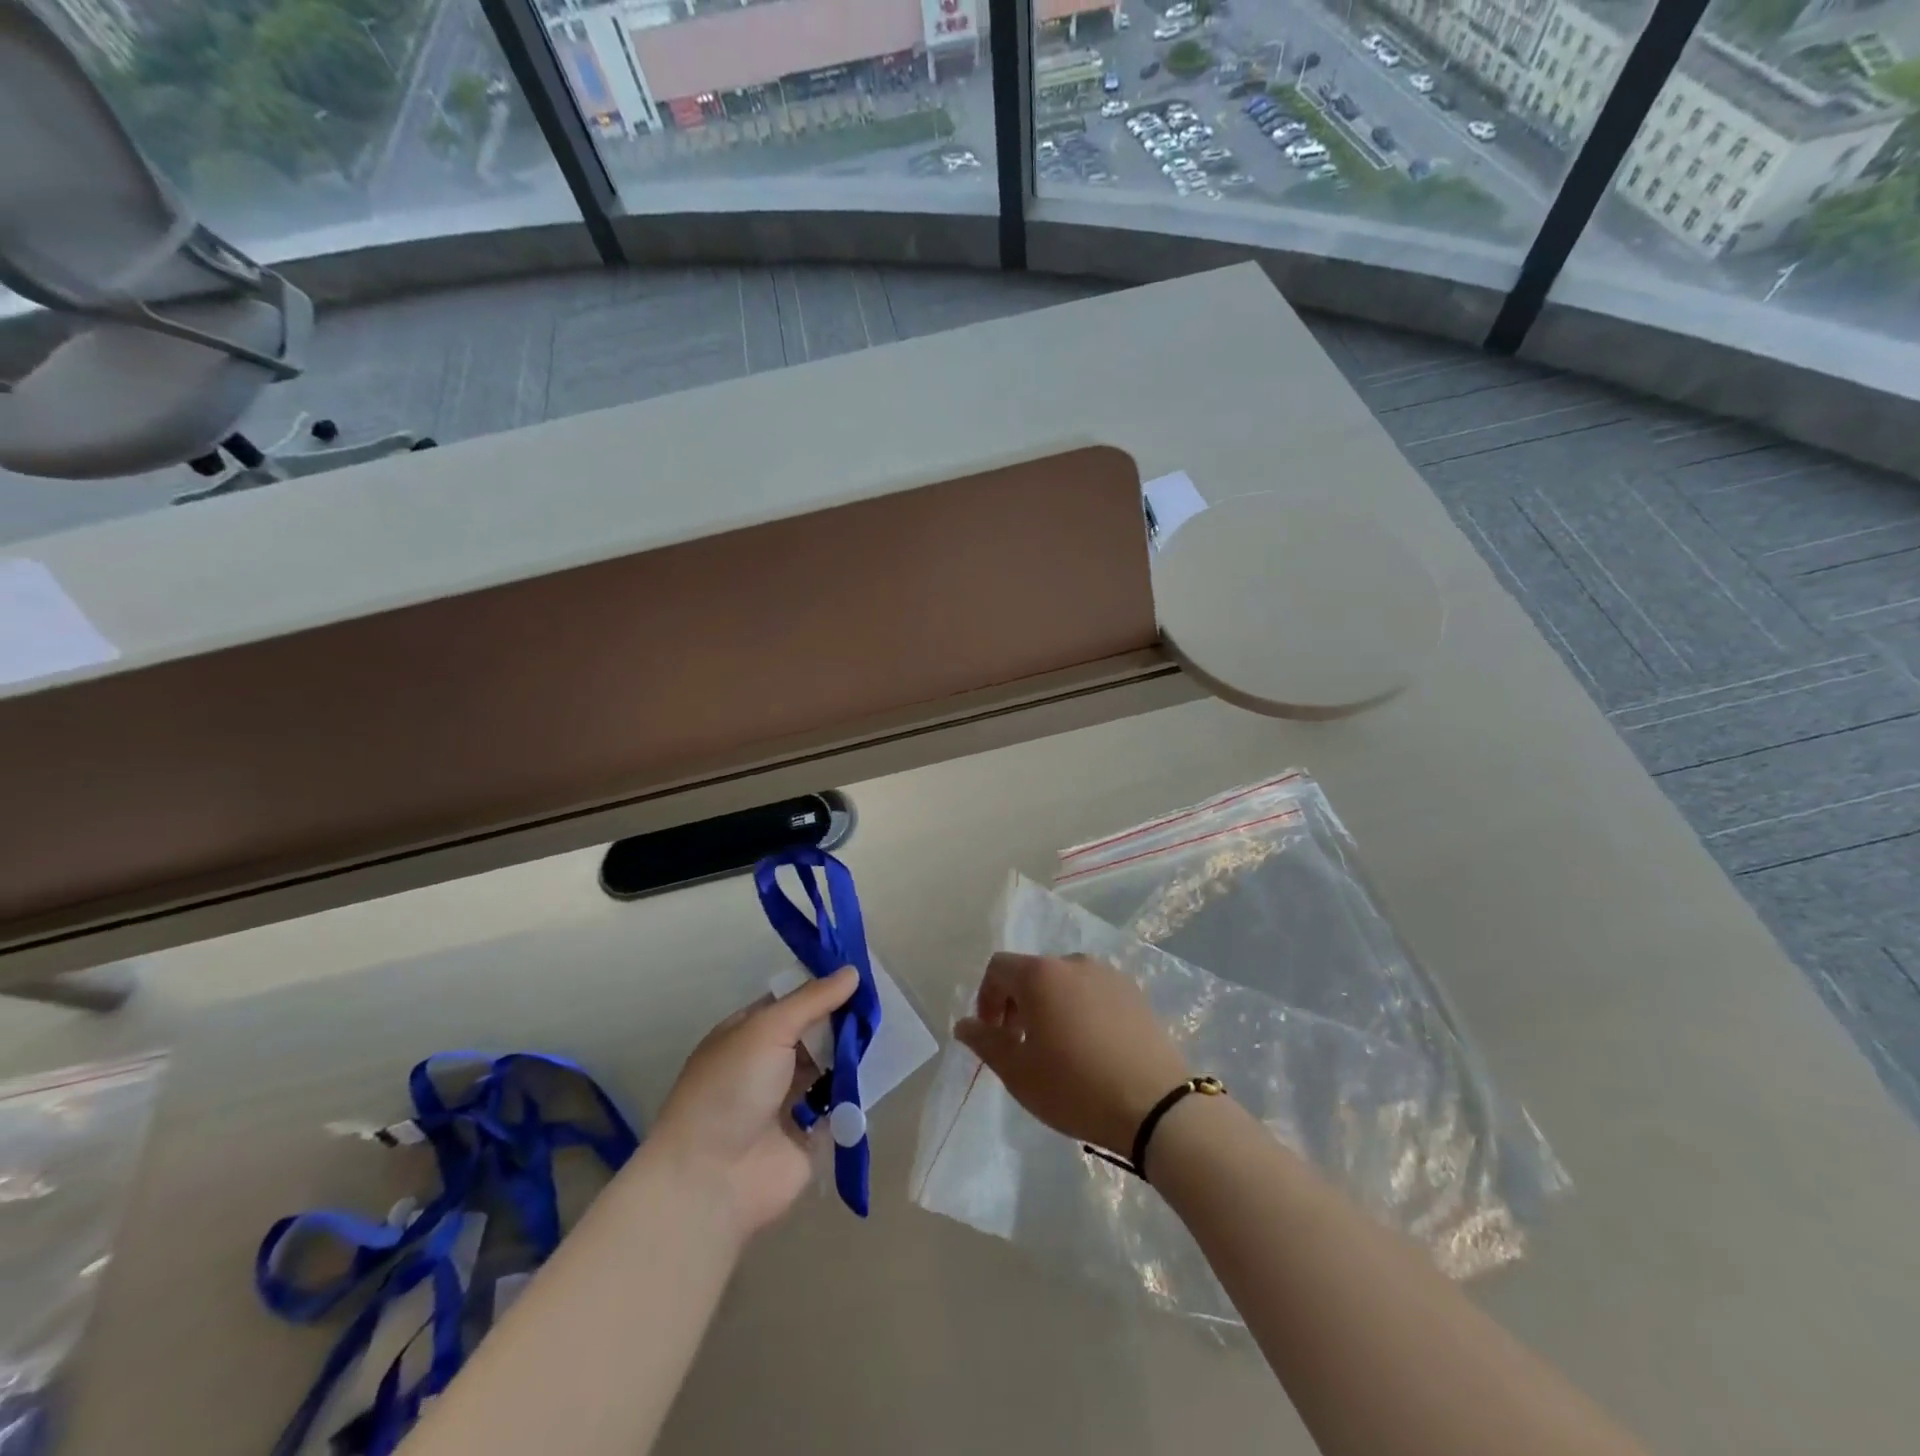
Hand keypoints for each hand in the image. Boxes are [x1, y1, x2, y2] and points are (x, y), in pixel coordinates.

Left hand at [648, 966, 857, 1242]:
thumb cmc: (731, 1089)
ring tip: (890, 1034)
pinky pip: (840, 1105)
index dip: (824, 988)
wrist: (712, 1179)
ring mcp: (789, 1100)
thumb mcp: (767, 1029)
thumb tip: (852, 972)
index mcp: (749, 1033)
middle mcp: (768, 1063)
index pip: (793, 1001)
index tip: (863, 975)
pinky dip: (858, 1092)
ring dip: (853, 1054)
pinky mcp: (810, 1135)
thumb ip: (812, 1000)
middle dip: (844, 1020)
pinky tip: (884, 1072)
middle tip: (883, 1005)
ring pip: (830, 1066)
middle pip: (815, 1033)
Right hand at [955, 952, 1187, 1157]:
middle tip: (1021, 1044)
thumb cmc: (1075, 1087)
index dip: (986, 997)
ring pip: (1065, 982)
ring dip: (1051, 1005)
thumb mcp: (1018, 1072)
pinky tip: (1091, 1047)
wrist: (1156, 1106)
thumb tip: (963, 1024)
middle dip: (1018, 1003)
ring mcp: (1109, 975)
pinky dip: (1082, 1009)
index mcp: (1041, 975)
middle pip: (1033, 972)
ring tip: (1058, 1047)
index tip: (992, 1033)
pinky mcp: (1135, 993)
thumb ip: (985, 1042)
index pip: (999, 967)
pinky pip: (1095, 992)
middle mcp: (1074, 962)